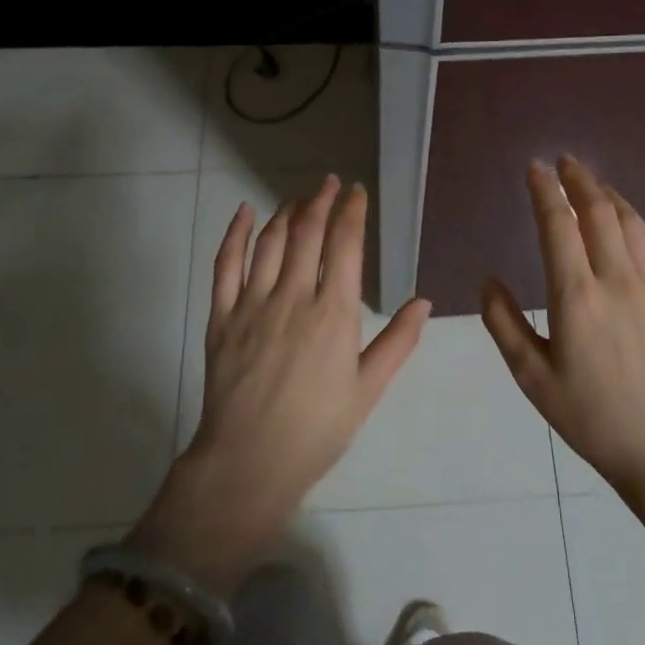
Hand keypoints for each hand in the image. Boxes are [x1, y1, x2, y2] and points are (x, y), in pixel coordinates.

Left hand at [133, 176, 430, 590]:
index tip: (357, 191)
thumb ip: (398, 342)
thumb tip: (423, 301)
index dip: (352, 211)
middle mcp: (293, 297)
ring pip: (270, 241)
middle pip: (307, 232)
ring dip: (286, 212)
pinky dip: (235, 234)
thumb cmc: (317, 429)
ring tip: (299, 197)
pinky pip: (225, 264)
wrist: (250, 462)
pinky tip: (244, 213)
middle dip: (321, 200)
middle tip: (329, 182)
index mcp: (334, 314)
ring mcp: (252, 304)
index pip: (345, 245)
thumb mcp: (367, 389)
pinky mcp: (221, 316)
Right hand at [481, 157, 644, 496]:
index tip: (535, 168)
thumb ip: (503, 324)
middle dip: (579, 179)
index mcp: (576, 298)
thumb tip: (488, 280)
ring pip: (631, 222)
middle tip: (564, 160)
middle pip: (599, 212)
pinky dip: (637, 220)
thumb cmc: (590, 416)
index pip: (558, 226)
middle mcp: (616, 281)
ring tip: (591, 180)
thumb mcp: (532, 378)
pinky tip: (627, 218)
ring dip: (609, 194)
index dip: (545, 191)